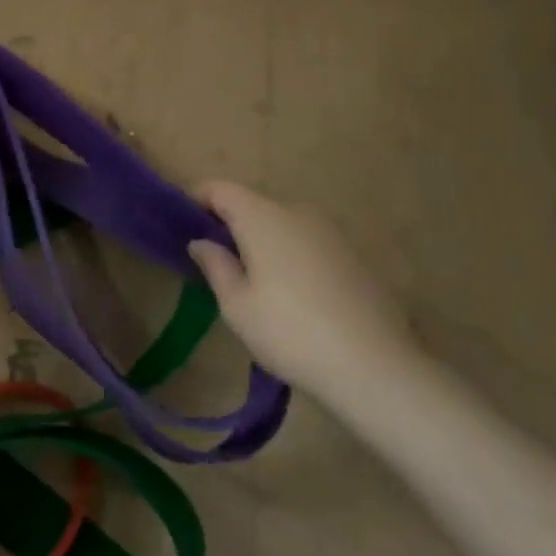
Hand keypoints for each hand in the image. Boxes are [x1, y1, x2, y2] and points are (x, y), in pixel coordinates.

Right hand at [188, 181, 416, 393]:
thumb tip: (201, 241)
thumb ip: (215, 265)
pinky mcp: (353, 255)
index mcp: (263, 217)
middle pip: (252, 205)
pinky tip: (292, 297)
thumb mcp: (237, 305)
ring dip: (261, 242)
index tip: (180, 224)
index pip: (220, 189)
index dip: (196, 199)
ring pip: (282, 225)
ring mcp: (330, 232)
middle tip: (213, 261)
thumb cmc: (289, 332)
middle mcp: (297, 212)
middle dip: (229, 225)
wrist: (374, 366)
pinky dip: (289, 256)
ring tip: (252, 283)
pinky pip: (307, 244)